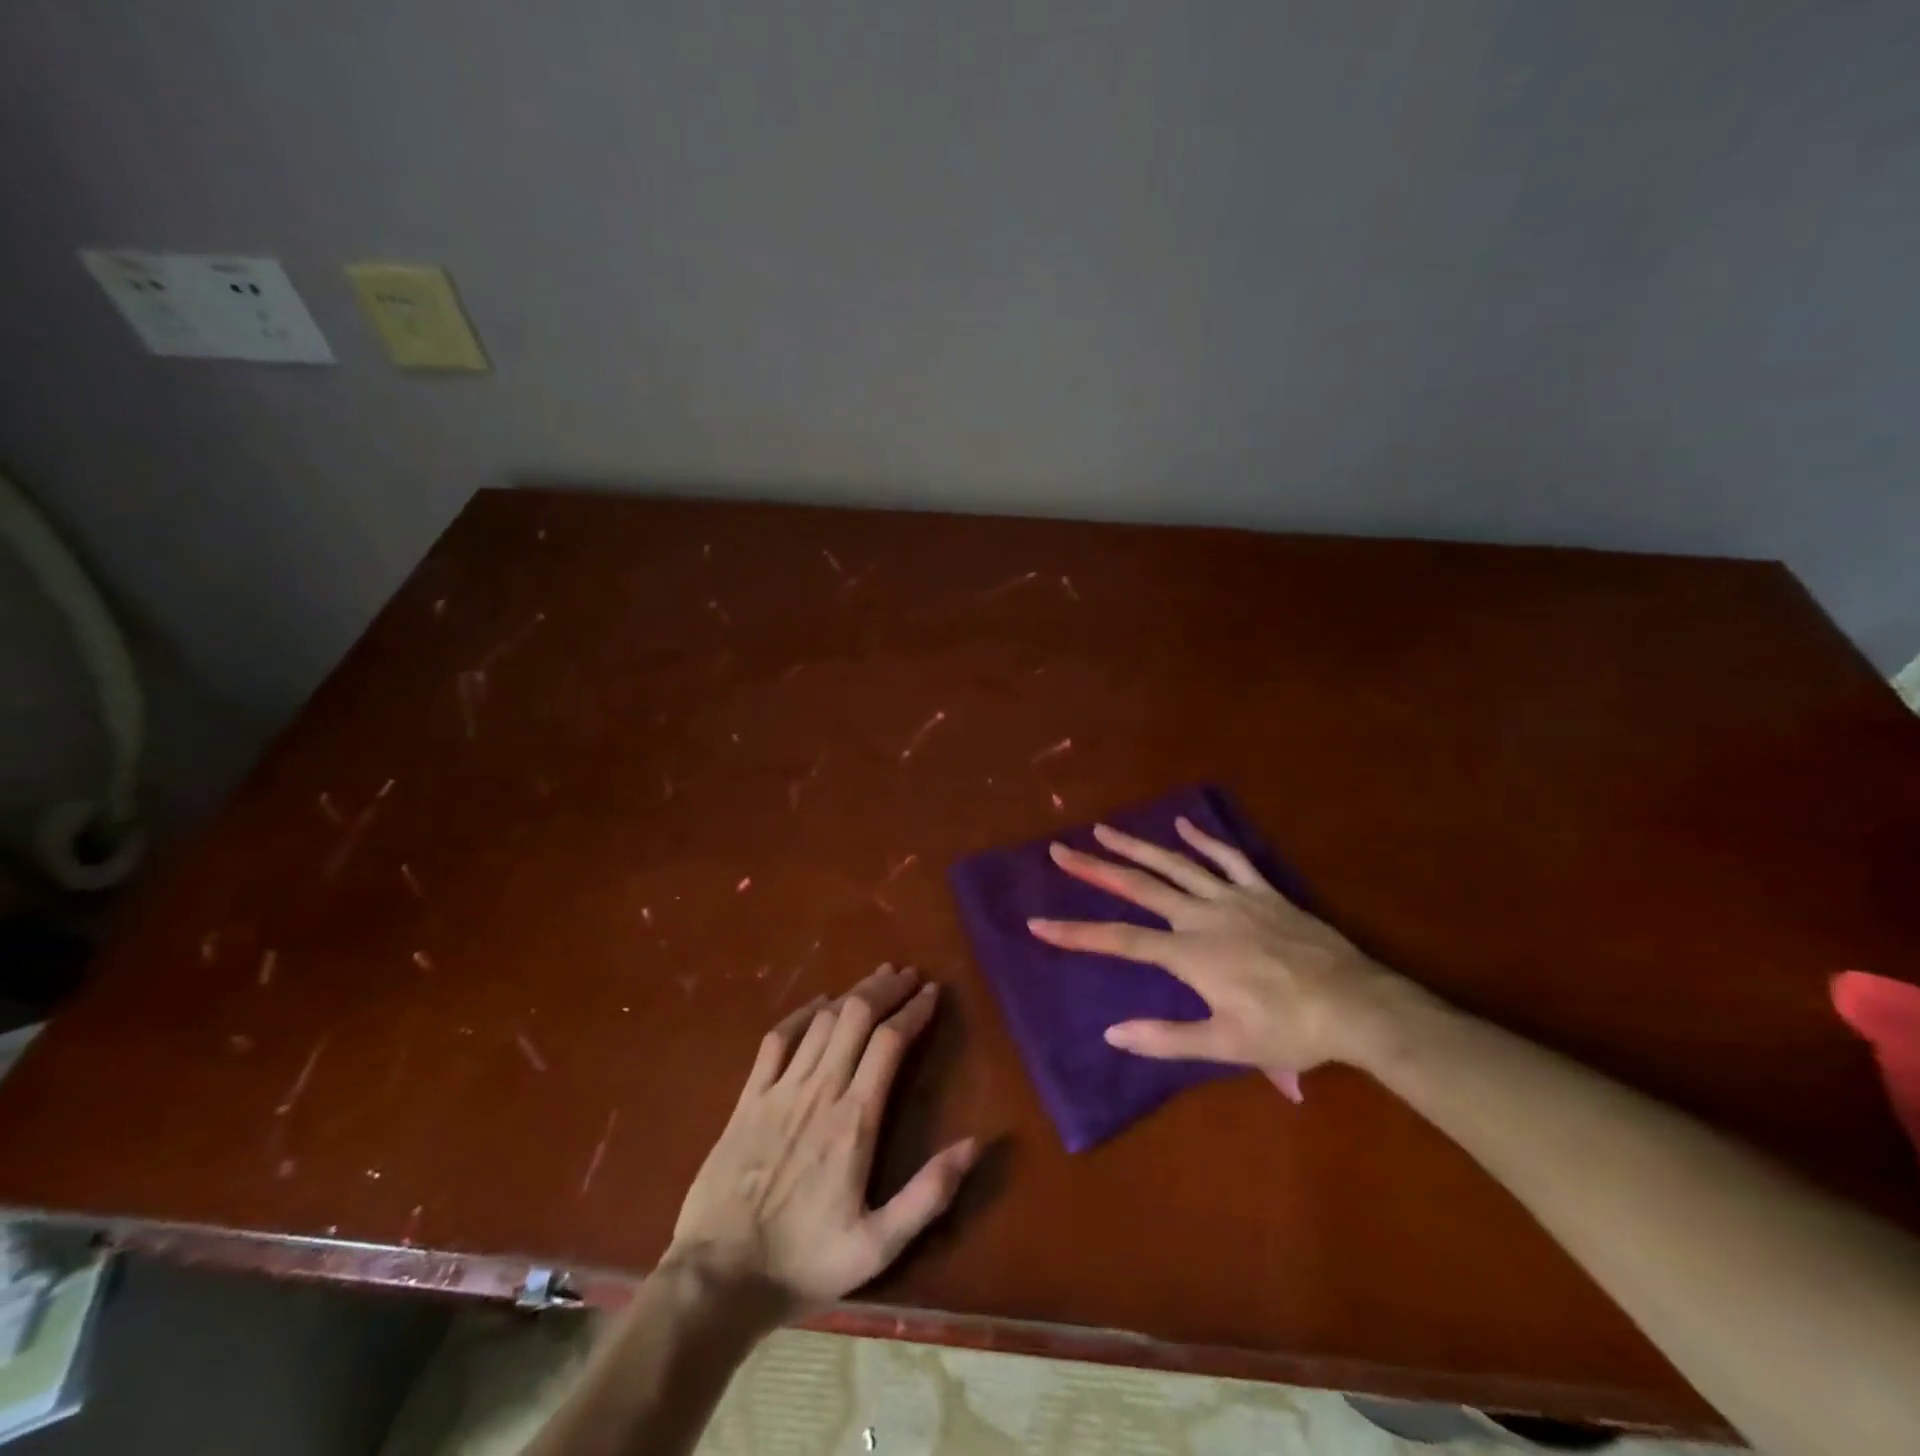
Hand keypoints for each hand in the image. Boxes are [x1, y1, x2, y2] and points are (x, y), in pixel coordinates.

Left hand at [664, 964, 976, 1316]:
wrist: (717, 1277)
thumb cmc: (803, 1262)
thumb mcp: (878, 1246)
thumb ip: (929, 1194)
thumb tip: (975, 1143)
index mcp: (855, 1120)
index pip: (891, 1042)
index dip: (914, 1010)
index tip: (932, 992)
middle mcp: (820, 1090)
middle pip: (858, 1017)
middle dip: (886, 989)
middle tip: (907, 975)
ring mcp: (780, 1089)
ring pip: (823, 1020)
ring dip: (852, 993)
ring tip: (875, 979)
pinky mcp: (749, 1098)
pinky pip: (777, 1039)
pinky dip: (802, 1013)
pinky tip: (819, 1003)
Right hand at [1028, 816, 1401, 1087]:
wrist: (1355, 1005)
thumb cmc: (1288, 1030)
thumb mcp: (1227, 1046)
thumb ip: (1167, 1039)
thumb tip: (1112, 1034)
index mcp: (1189, 954)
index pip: (1120, 940)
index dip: (1076, 933)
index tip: (1038, 923)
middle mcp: (1202, 916)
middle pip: (1140, 887)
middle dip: (1096, 869)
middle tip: (1060, 851)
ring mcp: (1233, 898)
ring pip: (1176, 865)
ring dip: (1137, 847)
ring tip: (1104, 830)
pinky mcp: (1262, 891)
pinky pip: (1228, 858)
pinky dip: (1204, 840)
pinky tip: (1182, 826)